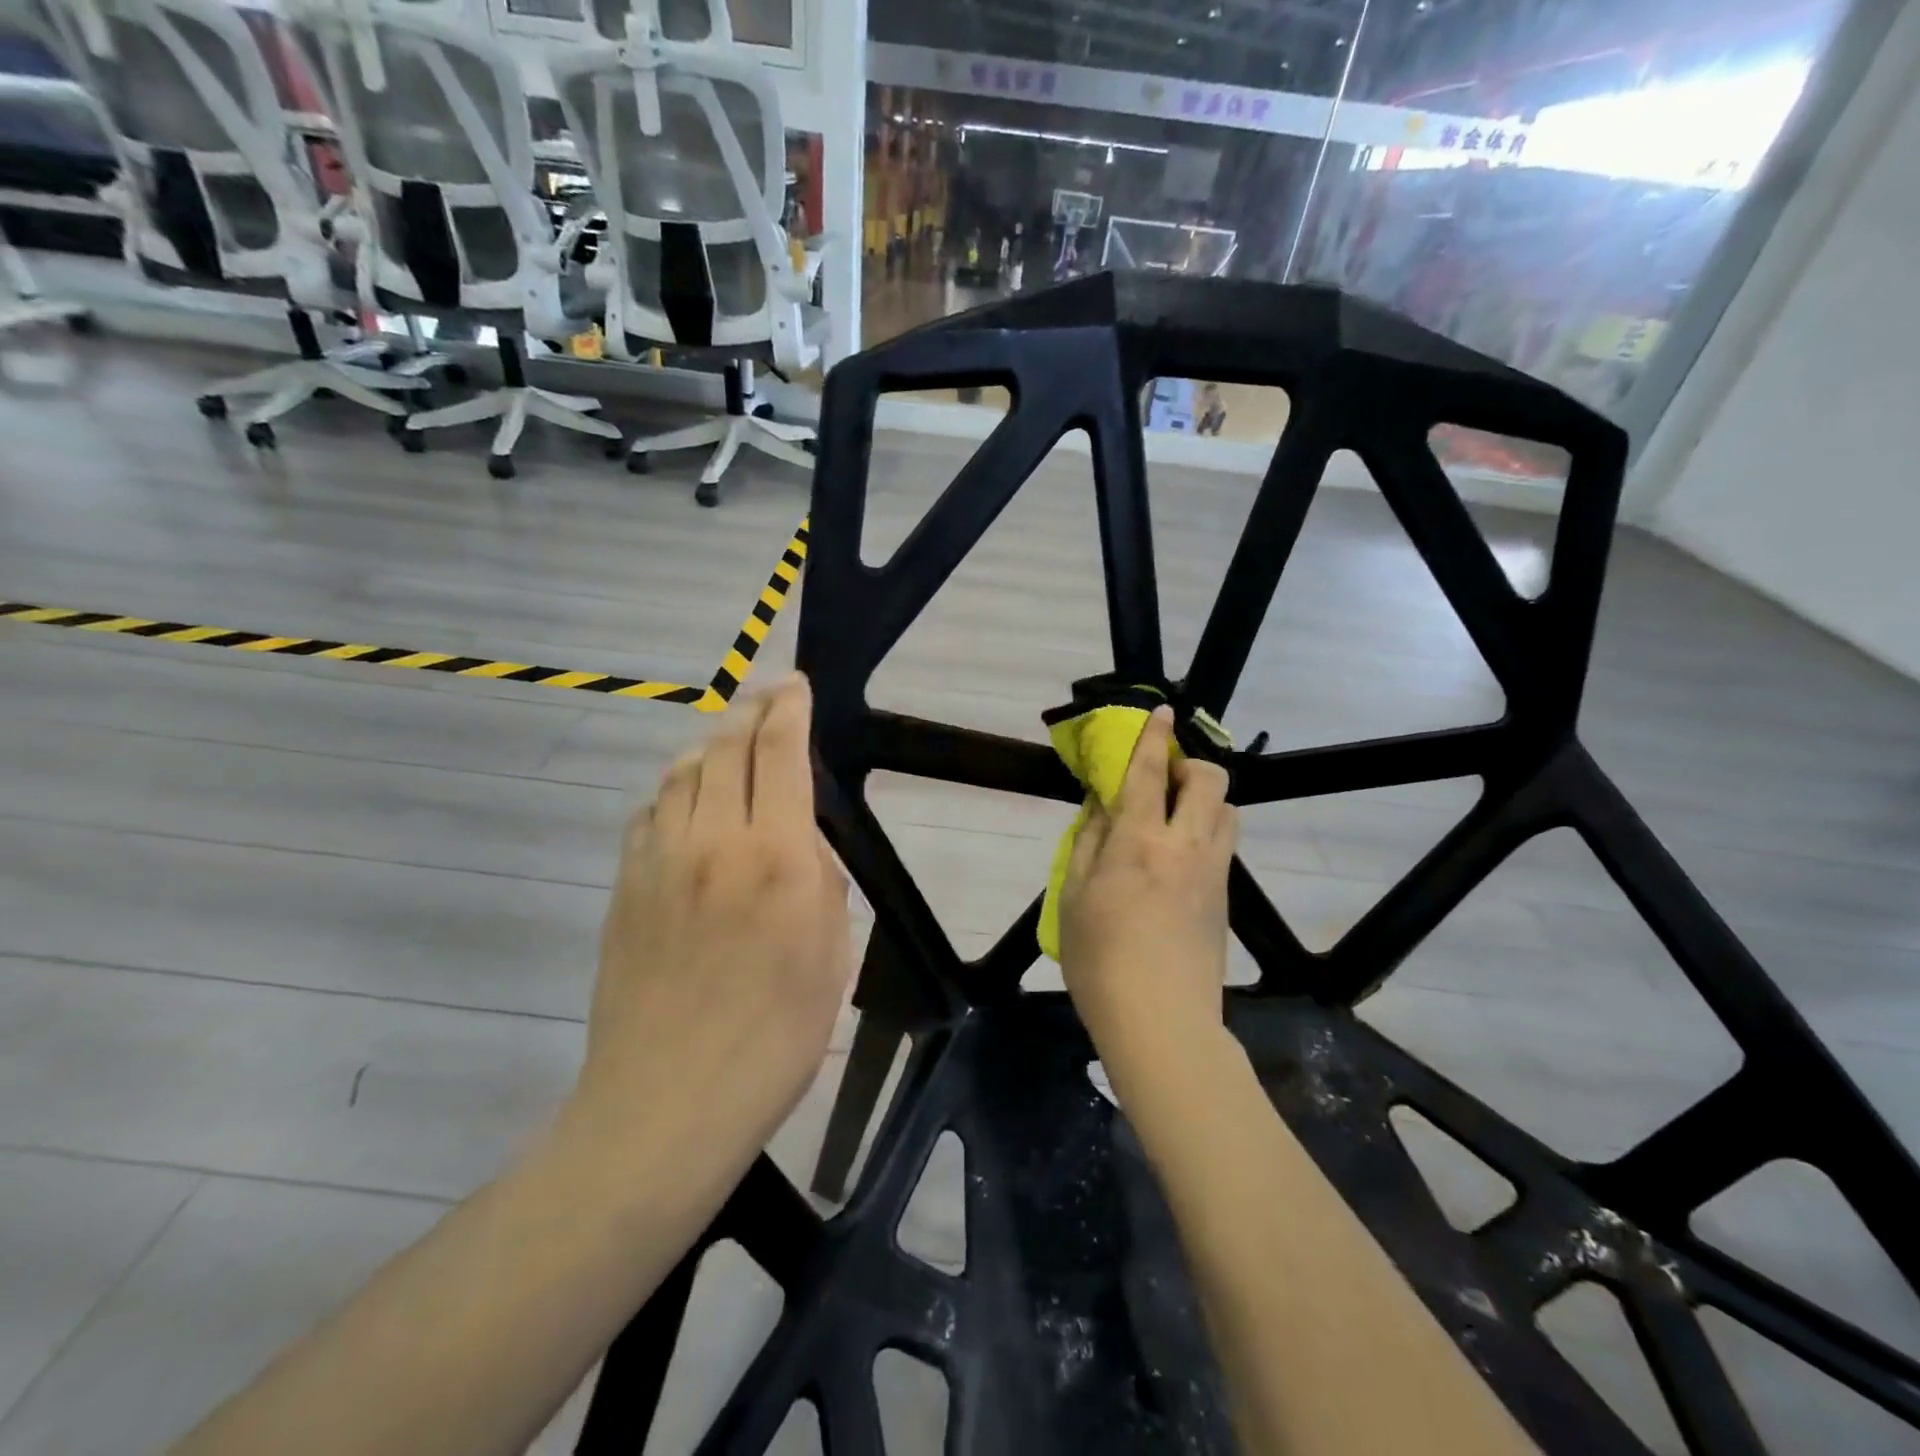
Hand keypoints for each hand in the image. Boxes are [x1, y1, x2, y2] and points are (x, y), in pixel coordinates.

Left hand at [570, 674, 851, 1155]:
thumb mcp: (831, 953)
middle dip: (751, 709)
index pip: (779, 752)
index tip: (796, 685)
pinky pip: (649, 813)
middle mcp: (713, 840)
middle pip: (725, 747)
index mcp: (776, 855)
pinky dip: (674, 790)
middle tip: (767, 695)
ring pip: (680, 772)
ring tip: (729, 740)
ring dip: (709, 744)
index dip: (789, 708)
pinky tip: (685, 801)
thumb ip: (818, 878)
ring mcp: (659, 860)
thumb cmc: (776, 1035)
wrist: (669, 1102)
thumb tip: (799, 838)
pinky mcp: (624, 886)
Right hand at [1059, 705, 1236, 1072]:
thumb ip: (1088, 841)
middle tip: (1163, 778)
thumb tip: (1101, 805)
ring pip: (1228, 810)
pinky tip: (1180, 857)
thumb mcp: (1073, 896)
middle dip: (1191, 764)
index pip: (1150, 772)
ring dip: (1205, 798)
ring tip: (1175, 815)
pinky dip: (1208, 830)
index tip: (1162, 711)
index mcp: (1139, 841)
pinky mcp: (1225, 898)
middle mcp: (1186, 846)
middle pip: (1209, 781)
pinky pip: (1225, 844)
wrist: (1161, 1022)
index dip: (1155, 736)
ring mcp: (1214, 872)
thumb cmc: (1100, 959)